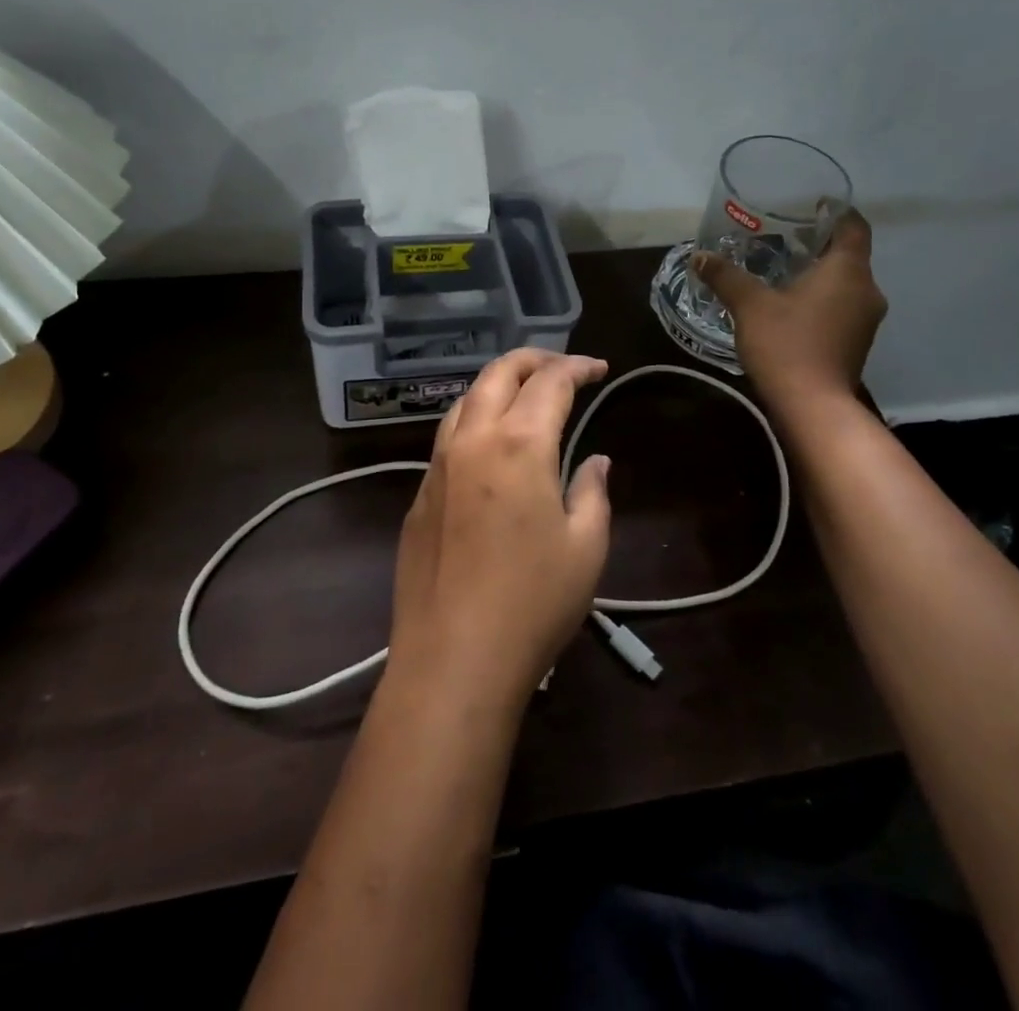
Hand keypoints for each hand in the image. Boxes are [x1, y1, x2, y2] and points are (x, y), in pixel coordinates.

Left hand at [388, 349, 612, 711]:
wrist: (453, 658)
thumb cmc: (533, 602)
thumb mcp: (585, 547)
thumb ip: (592, 492)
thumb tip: (594, 461)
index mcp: (519, 443)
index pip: (550, 382)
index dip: (578, 367)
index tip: (600, 370)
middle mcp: (472, 439)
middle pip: (498, 373)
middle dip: (533, 359)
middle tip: (563, 368)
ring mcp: (438, 465)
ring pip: (465, 399)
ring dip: (498, 385)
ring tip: (524, 396)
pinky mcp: (419, 494)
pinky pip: (448, 436)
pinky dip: (474, 419)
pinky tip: (490, 446)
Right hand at [693, 208, 886, 415]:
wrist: (812, 406)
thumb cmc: (786, 344)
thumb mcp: (749, 305)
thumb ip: (725, 276)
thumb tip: (699, 256)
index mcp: (848, 270)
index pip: (854, 226)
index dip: (836, 211)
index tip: (812, 206)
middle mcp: (867, 290)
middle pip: (849, 255)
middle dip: (819, 245)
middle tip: (784, 238)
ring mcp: (866, 319)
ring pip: (846, 283)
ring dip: (820, 275)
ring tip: (783, 271)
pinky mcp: (857, 342)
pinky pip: (842, 306)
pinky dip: (822, 299)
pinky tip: (791, 305)